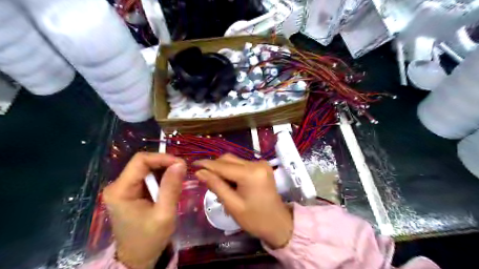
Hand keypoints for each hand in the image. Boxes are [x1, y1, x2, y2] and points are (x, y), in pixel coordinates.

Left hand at [103, 152, 186, 267]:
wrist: (137, 258)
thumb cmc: (149, 239)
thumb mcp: (164, 214)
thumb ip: (171, 187)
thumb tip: (181, 163)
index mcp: (121, 190)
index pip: (141, 160)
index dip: (162, 158)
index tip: (181, 164)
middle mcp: (118, 185)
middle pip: (143, 163)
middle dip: (165, 164)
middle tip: (183, 172)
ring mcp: (123, 189)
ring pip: (146, 169)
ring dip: (164, 171)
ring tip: (178, 180)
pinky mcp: (130, 192)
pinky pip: (147, 177)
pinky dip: (161, 178)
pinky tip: (170, 186)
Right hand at [193, 155, 291, 248]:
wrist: (278, 223)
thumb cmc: (255, 219)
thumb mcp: (232, 205)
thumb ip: (216, 185)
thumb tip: (199, 172)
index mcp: (250, 173)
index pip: (222, 166)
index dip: (206, 164)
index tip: (192, 164)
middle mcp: (257, 163)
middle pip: (229, 159)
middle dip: (215, 167)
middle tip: (204, 179)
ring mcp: (261, 163)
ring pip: (234, 161)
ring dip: (223, 169)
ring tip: (218, 184)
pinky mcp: (262, 166)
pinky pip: (242, 164)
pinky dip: (233, 171)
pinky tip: (230, 183)